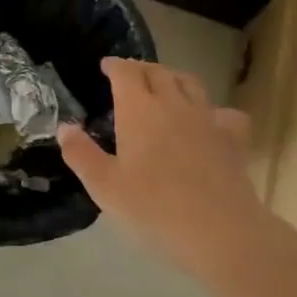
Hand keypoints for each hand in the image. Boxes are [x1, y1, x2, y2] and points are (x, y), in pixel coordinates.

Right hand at [59, 59, 263, 279]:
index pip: (126, 72)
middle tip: (131, 76)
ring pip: (190, 83)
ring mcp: (206, 118)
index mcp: (139, 109)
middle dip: (141, 68)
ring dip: (174, 78)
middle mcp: (173, 103)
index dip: (115, 65)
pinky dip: (213, 110)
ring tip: (166, 86)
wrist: (220, 231)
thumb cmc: (154, 208)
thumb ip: (81, 154)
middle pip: (158, 71)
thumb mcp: (105, 186)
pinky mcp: (232, 138)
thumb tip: (64, 127)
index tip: (106, 66)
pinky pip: (224, 112)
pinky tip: (210, 121)